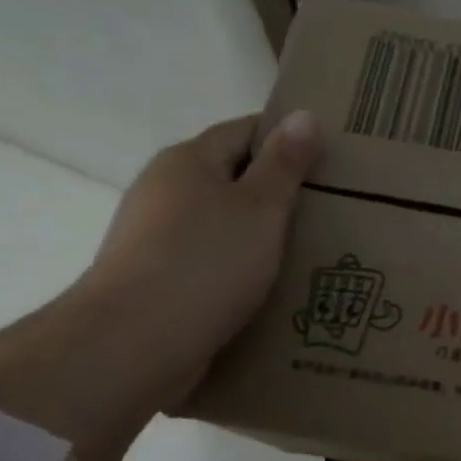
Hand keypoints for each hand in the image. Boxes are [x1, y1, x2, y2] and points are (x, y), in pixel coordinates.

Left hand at [83, 111, 320, 400]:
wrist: (132, 346)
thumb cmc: (206, 262)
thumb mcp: (261, 207)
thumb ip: (284, 163)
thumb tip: (303, 114)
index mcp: (187, 161)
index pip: (244, 131)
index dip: (286, 139)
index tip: (328, 159)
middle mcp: (163, 191)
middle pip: (230, 177)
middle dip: (275, 191)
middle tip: (328, 208)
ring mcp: (152, 238)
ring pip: (219, 223)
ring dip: (257, 233)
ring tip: (306, 250)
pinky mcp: (152, 282)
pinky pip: (207, 261)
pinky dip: (237, 267)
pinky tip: (267, 287)